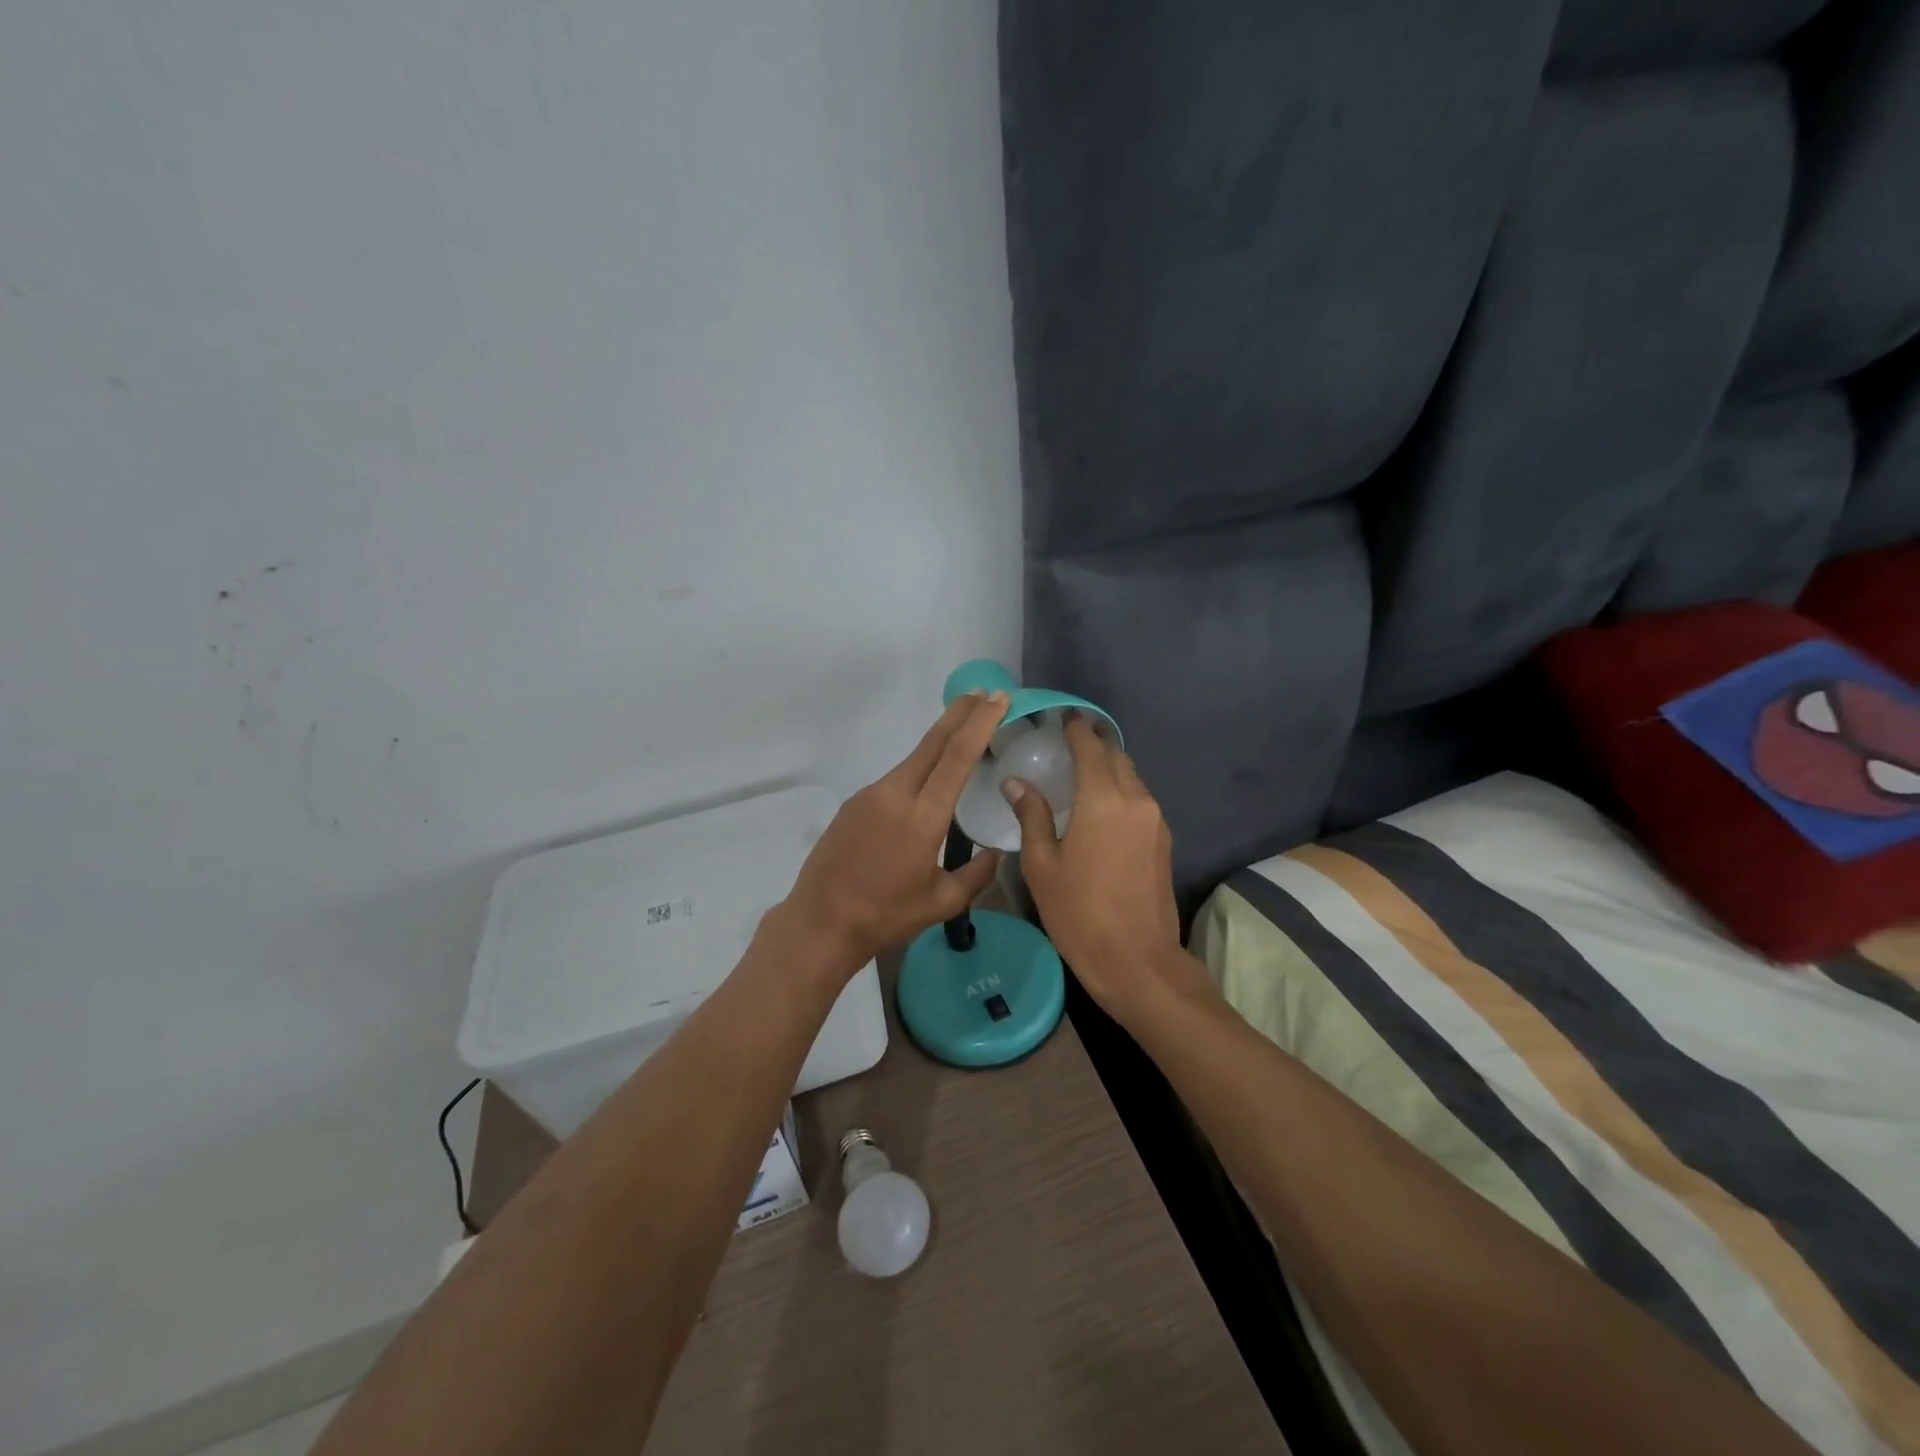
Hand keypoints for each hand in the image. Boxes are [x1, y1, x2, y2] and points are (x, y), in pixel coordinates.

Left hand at [780, 691, 1009, 974]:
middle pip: (933, 742)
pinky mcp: (854, 804)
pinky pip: (894, 780)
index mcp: (923, 817)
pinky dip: (917, 771)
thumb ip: (976, 875)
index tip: (998, 700)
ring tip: (962, 736)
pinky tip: (925, 786)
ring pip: (912, 760)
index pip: (957, 756)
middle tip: (984, 694)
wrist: (821, 922)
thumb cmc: (886, 916)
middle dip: (960, 714)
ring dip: (939, 743)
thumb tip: (997, 854)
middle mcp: (896, 794)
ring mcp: (870, 796)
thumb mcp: (942, 903)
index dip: (980, 723)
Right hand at [1001, 716, 1193, 1014]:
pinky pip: (1140, 800)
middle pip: (1116, 757)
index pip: (1090, 747)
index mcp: (1102, 800)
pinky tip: (1100, 807)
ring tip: (1080, 774)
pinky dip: (1120, 791)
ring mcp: (1155, 820)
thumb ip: (1032, 816)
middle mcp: (1135, 800)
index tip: (1062, 717)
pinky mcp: (1164, 840)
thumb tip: (1016, 782)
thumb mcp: (1042, 865)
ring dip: (1109, 768)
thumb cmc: (1078, 912)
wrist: (1136, 960)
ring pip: (1132, 778)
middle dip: (1094, 744)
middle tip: (1066, 743)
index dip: (1076, 728)